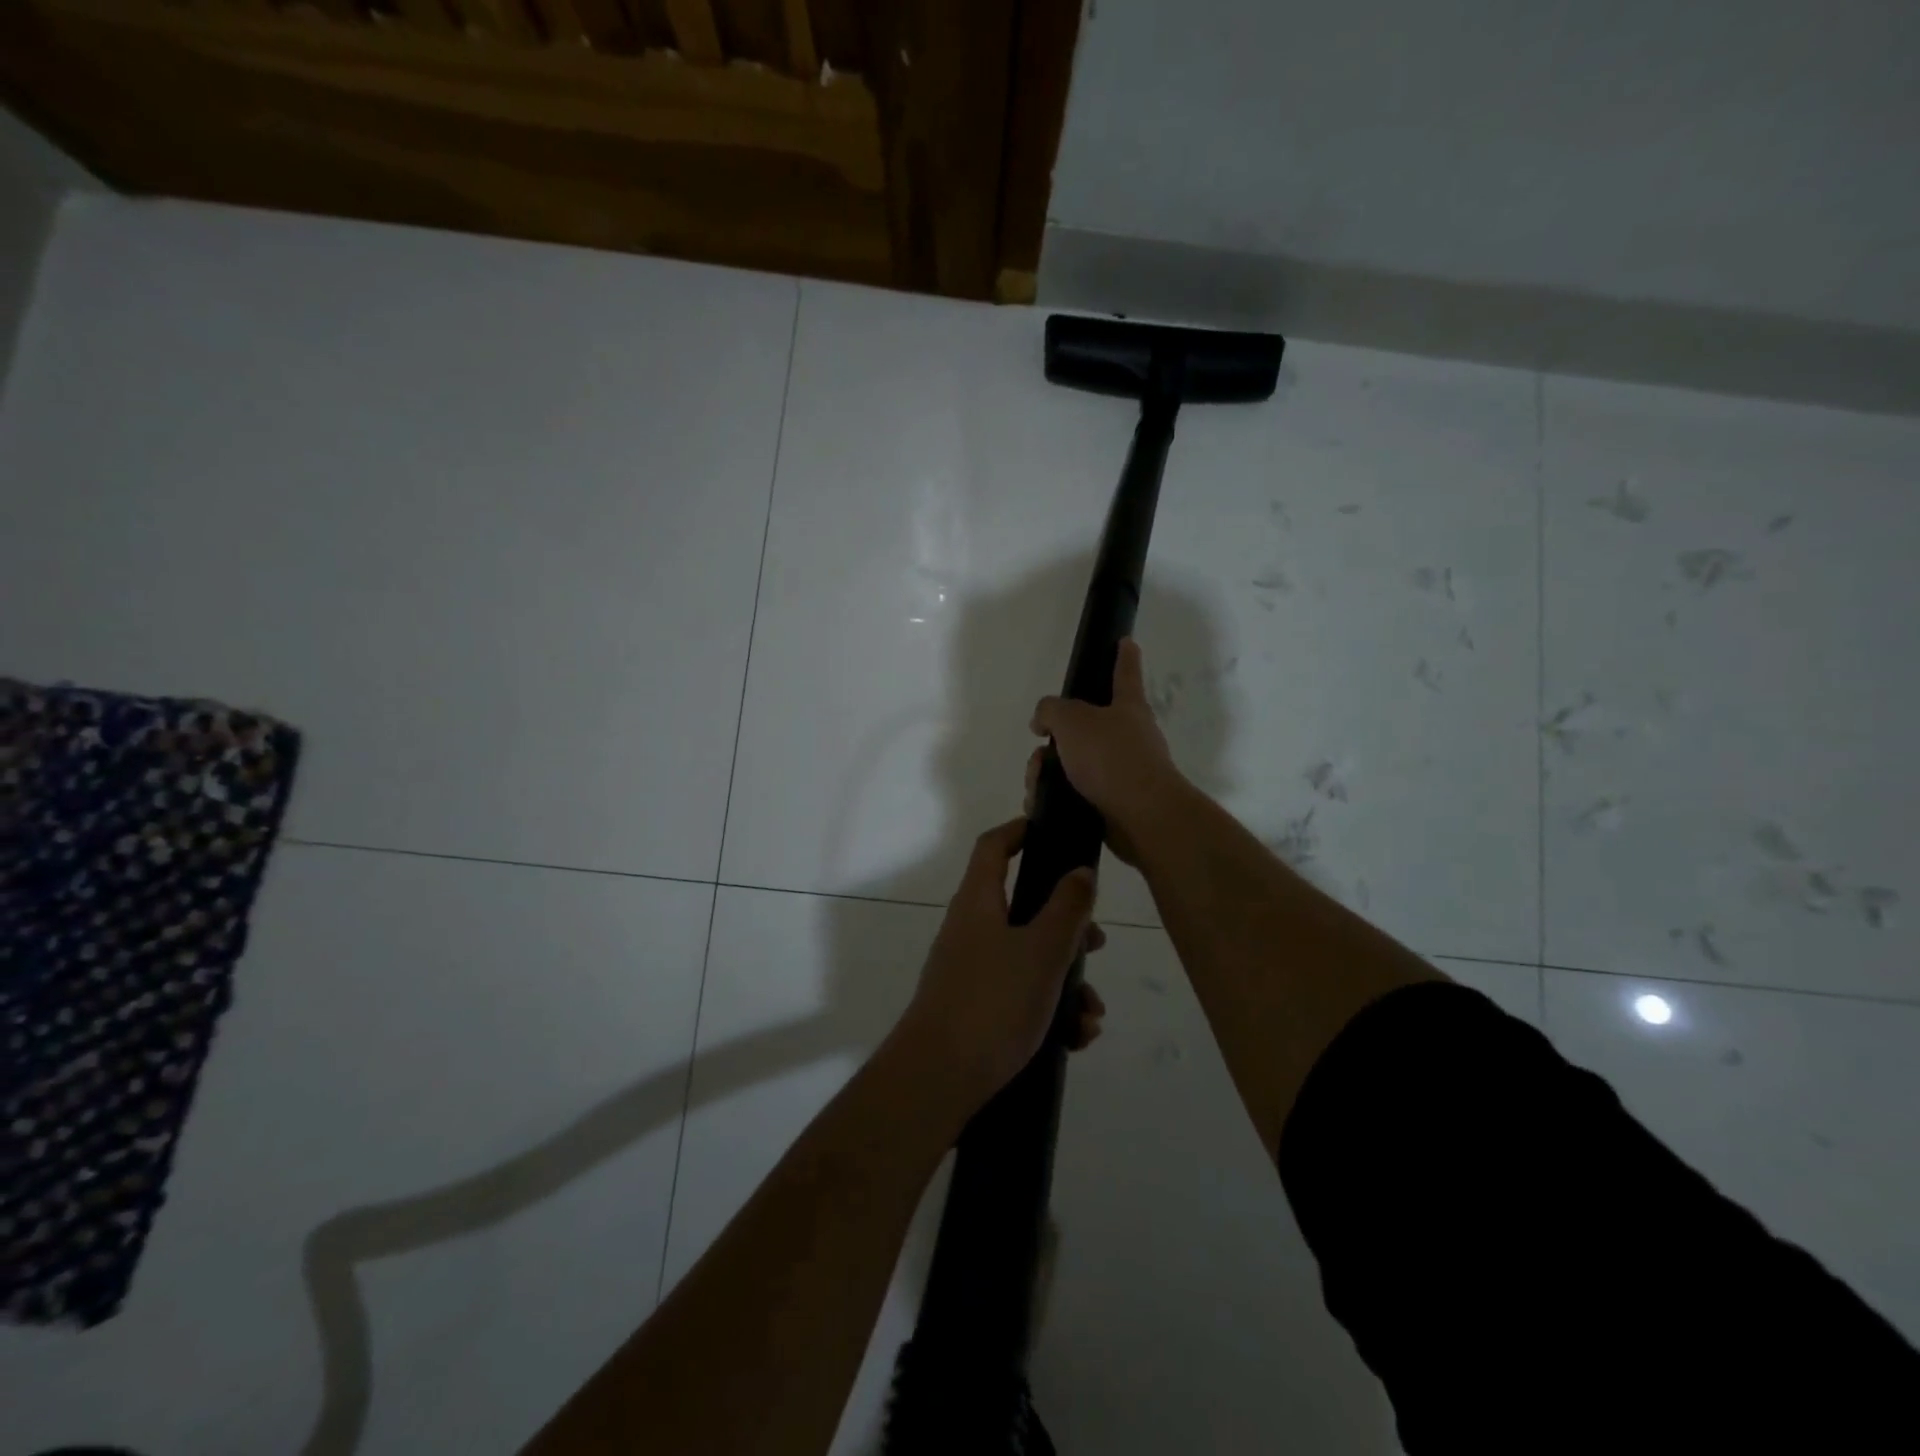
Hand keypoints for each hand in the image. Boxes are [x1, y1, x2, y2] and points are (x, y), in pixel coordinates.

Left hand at [890, 817, 1106, 1116]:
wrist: (937, 1080)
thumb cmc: (993, 1003)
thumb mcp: (1042, 951)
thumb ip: (1067, 908)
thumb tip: (1081, 871)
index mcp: (979, 902)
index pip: (994, 846)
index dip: (1020, 830)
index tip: (1052, 832)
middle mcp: (971, 930)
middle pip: (1023, 908)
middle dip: (1067, 927)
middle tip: (1096, 945)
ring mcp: (970, 971)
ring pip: (1028, 958)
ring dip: (1066, 981)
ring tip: (1092, 1016)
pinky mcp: (975, 1009)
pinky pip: (1019, 995)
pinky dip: (1049, 1010)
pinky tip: (1075, 1039)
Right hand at [1028, 638, 1184, 865]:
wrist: (1141, 816)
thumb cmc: (1111, 757)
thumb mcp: (1071, 720)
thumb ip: (1050, 711)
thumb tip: (1042, 721)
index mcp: (1127, 707)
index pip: (1124, 673)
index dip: (1123, 655)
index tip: (1126, 641)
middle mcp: (1128, 736)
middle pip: (1083, 727)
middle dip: (1054, 738)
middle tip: (1040, 748)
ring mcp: (1122, 771)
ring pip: (1073, 762)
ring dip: (1047, 771)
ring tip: (1036, 784)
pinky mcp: (1112, 802)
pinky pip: (1074, 793)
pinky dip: (1054, 796)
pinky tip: (1040, 804)